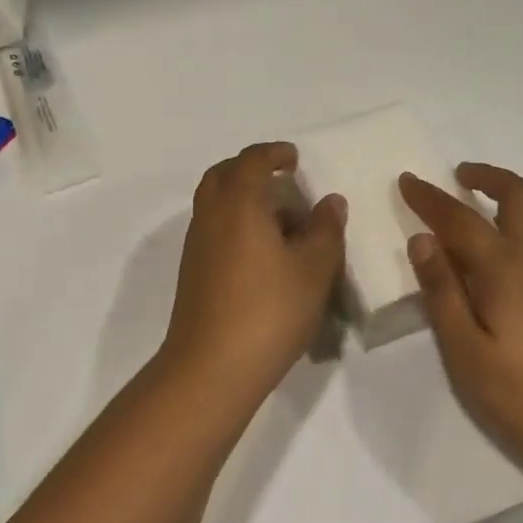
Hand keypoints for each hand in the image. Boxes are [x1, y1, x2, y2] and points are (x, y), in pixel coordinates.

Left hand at [161, 142, 345, 394]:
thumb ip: (325, 230)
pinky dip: (236, 226)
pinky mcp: (193, 274)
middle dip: (250, 170)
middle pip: (222, 176)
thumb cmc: (269, 310)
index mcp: (238, 204)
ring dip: (244, 200)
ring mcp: (196, 247)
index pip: (251, 160)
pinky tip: (265, 256)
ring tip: (283, 223)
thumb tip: (329, 202)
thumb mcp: (313, 269)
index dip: (274, 153)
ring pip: (216, 205)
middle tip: (281, 180)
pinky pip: (214, 231)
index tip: (294, 159)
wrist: (211, 369)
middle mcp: (210, 217)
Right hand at [399, 163, 522, 477]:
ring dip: (513, 196)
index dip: (430, 198)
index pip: (460, 219)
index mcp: (507, 268)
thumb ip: (442, 291)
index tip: (407, 180)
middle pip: (518, 195)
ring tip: (488, 207)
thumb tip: (423, 240)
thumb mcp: (465, 350)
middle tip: (459, 176)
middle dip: (487, 176)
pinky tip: (517, 250)